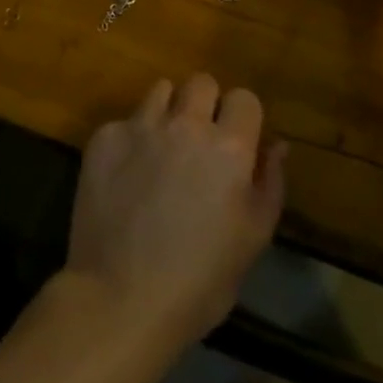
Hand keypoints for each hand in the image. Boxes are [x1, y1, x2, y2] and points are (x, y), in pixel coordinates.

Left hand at [62, 75, 285, 354]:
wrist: (119, 300)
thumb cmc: (198, 282)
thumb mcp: (252, 240)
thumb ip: (269, 184)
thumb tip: (277, 144)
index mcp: (228, 147)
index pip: (244, 98)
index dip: (242, 119)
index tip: (237, 143)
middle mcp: (185, 124)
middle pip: (202, 82)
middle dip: (205, 105)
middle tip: (199, 144)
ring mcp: (141, 126)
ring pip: (161, 90)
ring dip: (167, 112)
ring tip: (162, 150)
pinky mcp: (105, 136)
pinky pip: (126, 121)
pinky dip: (132, 140)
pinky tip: (127, 176)